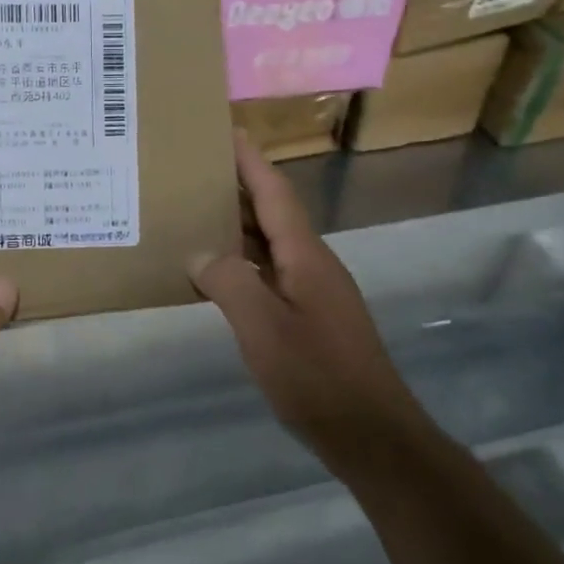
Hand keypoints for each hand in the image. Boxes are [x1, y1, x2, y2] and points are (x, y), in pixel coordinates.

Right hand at [191, 132, 418, 451]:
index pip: (275, 191)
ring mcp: (314, 291)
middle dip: (237, 187)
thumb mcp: (263, 328)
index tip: (225, 130)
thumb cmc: (317, 376)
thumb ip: (229, 282)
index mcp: (305, 255)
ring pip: (270, 244)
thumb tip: (201, 254)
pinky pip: (270, 273)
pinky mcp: (310, 318)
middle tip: (193, 171)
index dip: (250, 160)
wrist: (371, 433)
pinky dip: (242, 263)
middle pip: (272, 212)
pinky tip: (216, 274)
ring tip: (195, 214)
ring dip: (237, 226)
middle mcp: (312, 264)